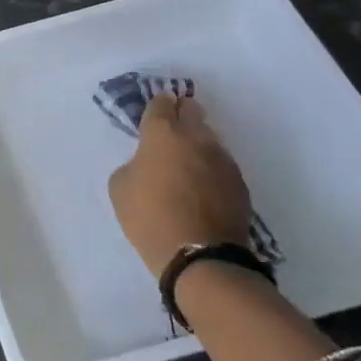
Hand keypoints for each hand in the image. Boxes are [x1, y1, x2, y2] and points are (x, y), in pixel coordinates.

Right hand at [108, 93, 252, 276]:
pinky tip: (202, 188)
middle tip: (171, 132)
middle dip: (182, 114)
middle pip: (192, 110)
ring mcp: (222, 159)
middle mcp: (196, 137)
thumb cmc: (149, 216)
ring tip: (187, 165)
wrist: (200, 257)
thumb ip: (133, 165)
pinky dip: (210, 169)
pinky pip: (221, 165)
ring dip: (197, 144)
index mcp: (162, 133)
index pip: (161, 103)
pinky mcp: (240, 182)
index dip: (156, 107)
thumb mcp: (120, 187)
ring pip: (209, 138)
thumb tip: (148, 165)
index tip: (152, 116)